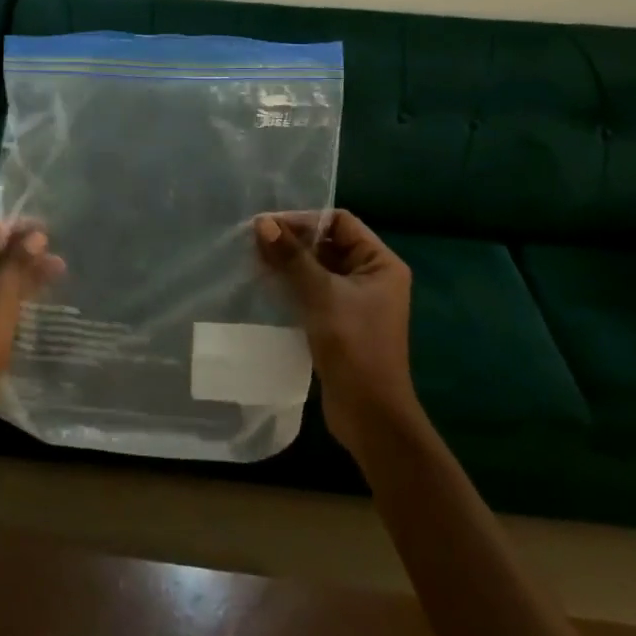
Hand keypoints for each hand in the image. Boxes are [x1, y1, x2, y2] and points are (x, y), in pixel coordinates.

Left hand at [0, 221, 63, 442]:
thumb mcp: (2, 296)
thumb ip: (19, 260)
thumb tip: (36, 234)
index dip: (13, 231)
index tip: (45, 236)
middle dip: (17, 254)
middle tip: (52, 257)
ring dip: (14, 275)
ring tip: (52, 275)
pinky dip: (0, 295)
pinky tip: (29, 298)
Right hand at [255, 209, 422, 454]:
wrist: (370, 415)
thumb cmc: (354, 346)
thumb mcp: (321, 295)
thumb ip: (292, 257)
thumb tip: (262, 223)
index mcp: (380, 263)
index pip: (340, 223)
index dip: (305, 220)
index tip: (268, 226)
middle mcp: (372, 277)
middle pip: (328, 243)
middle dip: (293, 241)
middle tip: (256, 242)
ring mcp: (356, 301)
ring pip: (318, 268)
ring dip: (290, 263)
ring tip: (255, 261)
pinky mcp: (340, 322)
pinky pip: (314, 291)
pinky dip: (292, 285)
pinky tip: (266, 286)